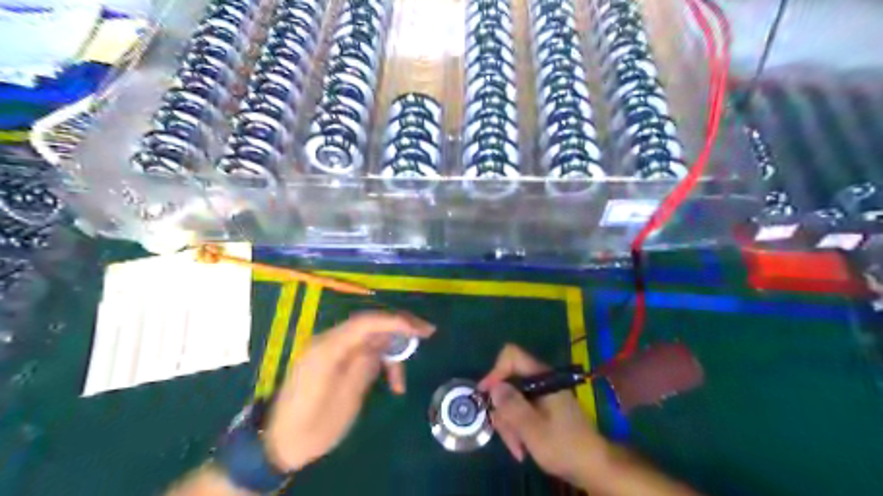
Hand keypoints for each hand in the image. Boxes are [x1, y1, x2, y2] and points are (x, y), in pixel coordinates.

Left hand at [262, 314, 433, 472]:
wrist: (280, 442)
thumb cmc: (312, 426)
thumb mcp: (344, 400)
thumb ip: (364, 366)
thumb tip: (382, 346)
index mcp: (327, 348)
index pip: (366, 322)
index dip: (396, 322)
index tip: (421, 331)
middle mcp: (328, 341)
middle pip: (370, 324)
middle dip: (399, 328)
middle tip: (426, 333)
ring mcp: (330, 348)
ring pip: (369, 338)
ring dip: (390, 352)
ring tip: (401, 382)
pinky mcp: (333, 358)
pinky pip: (362, 350)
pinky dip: (379, 362)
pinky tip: (389, 383)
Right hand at [481, 345, 611, 488]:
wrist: (595, 468)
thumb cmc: (565, 447)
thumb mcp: (534, 430)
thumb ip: (512, 407)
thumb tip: (493, 387)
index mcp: (542, 378)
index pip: (511, 355)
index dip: (496, 371)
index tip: (486, 395)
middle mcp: (541, 382)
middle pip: (508, 383)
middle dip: (503, 410)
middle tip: (506, 434)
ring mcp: (542, 396)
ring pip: (512, 400)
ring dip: (510, 425)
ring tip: (518, 449)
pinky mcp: (542, 409)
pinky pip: (521, 412)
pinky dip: (518, 428)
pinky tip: (522, 448)